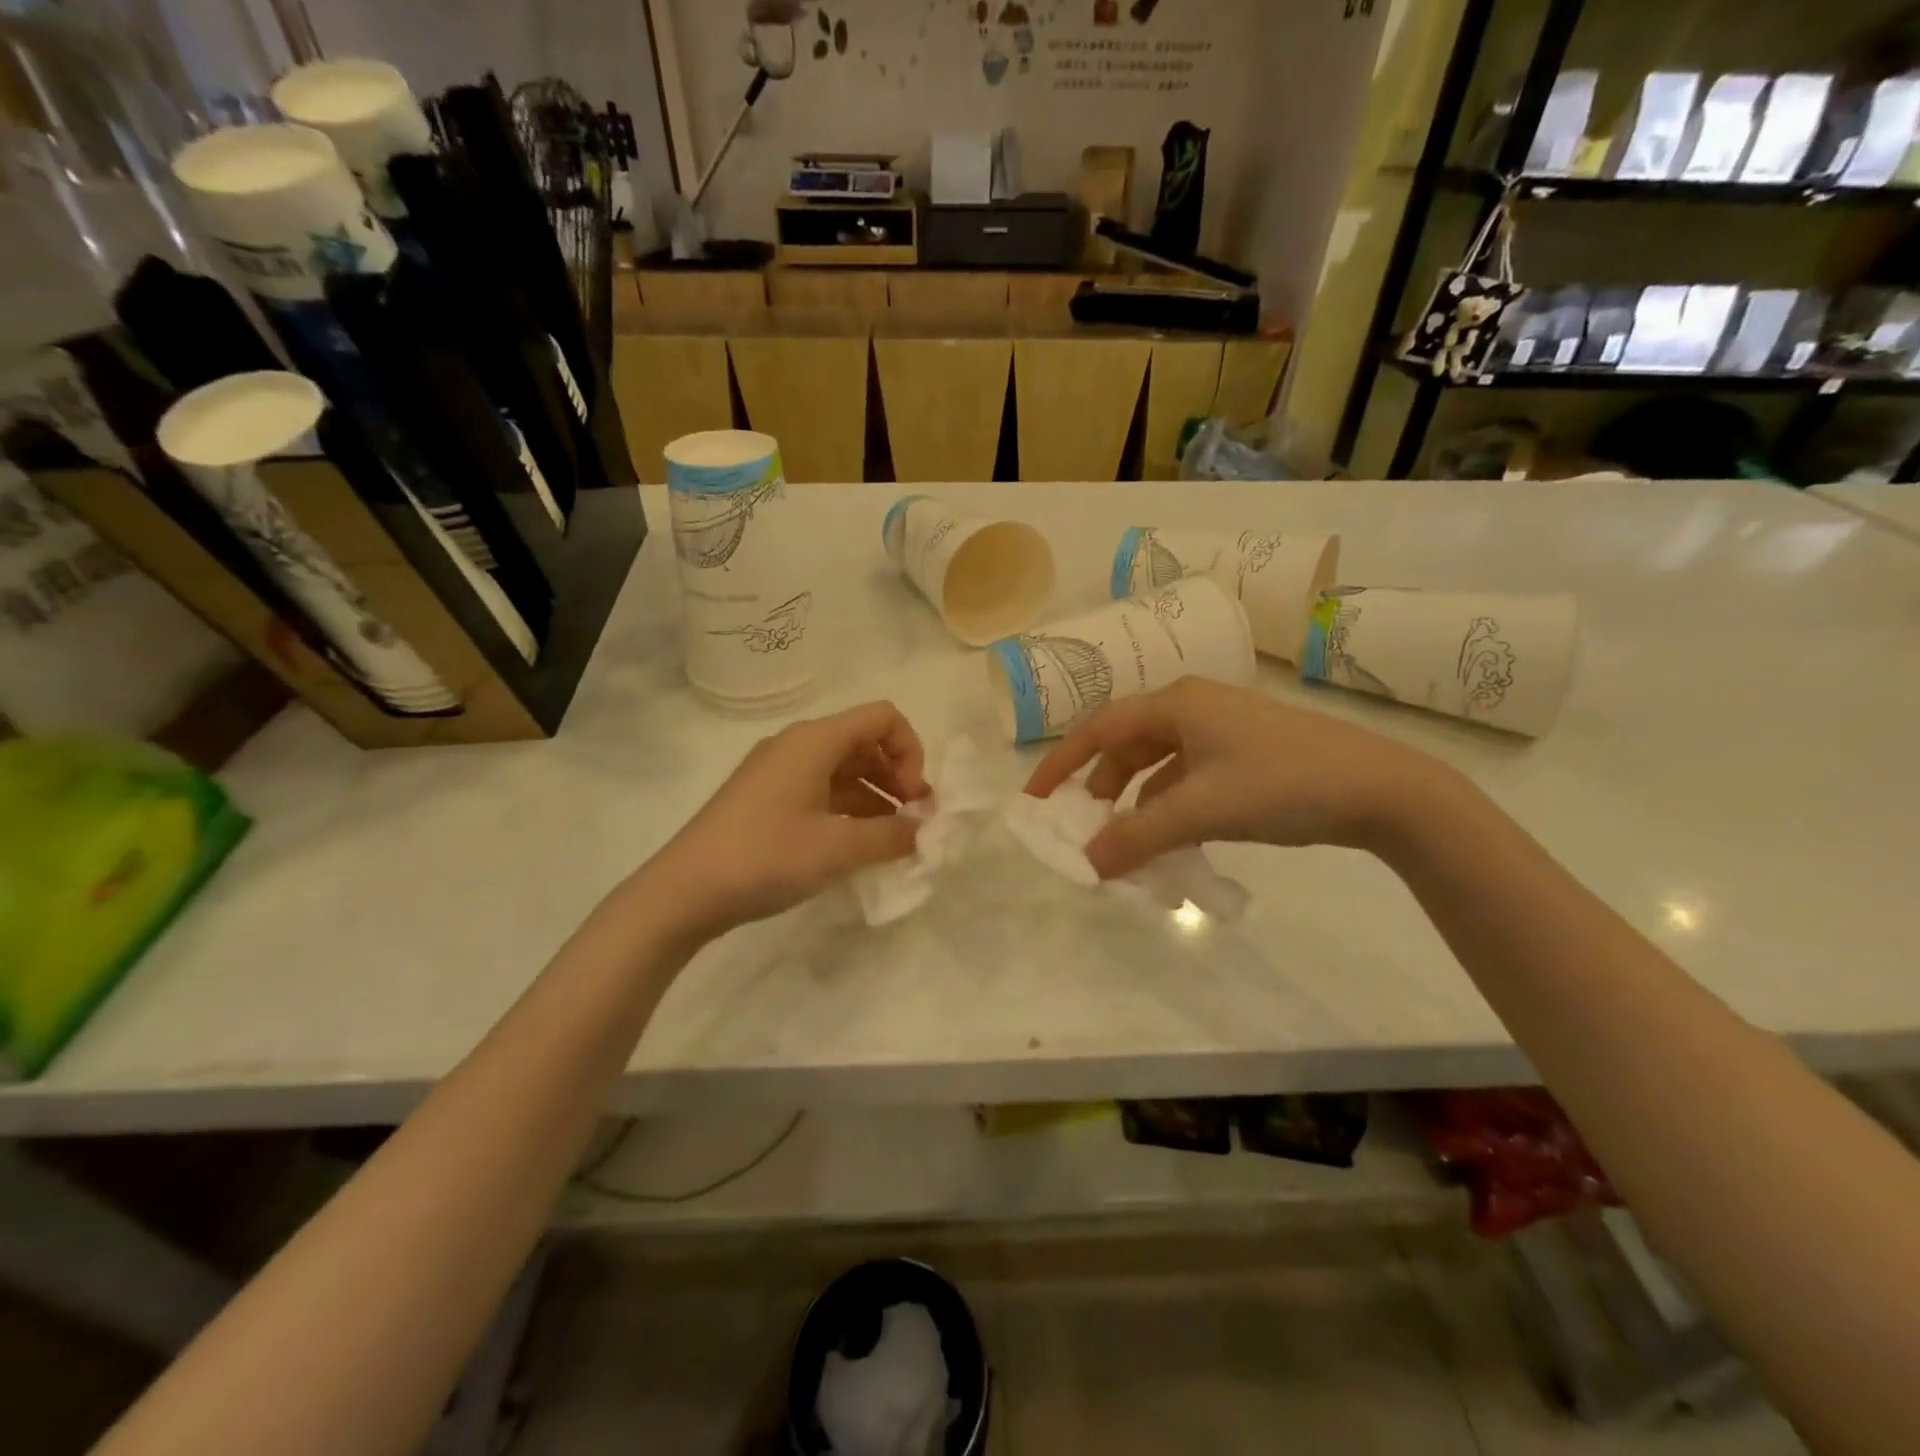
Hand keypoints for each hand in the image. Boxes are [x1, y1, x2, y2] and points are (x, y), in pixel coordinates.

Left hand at [645, 701, 929, 936]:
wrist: (684, 892)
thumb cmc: (766, 856)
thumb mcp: (839, 848)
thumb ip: (893, 835)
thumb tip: (923, 830)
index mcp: (815, 740)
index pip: (883, 717)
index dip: (911, 752)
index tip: (913, 799)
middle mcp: (797, 745)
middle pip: (865, 742)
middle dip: (897, 777)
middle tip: (912, 822)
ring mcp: (778, 772)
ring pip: (844, 769)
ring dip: (876, 797)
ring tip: (891, 840)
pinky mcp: (766, 798)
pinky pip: (821, 790)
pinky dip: (848, 810)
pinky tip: (857, 846)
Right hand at [1023, 678, 1445, 877]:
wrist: (1383, 789)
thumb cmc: (1283, 783)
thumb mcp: (1201, 811)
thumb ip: (1137, 837)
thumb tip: (1085, 864)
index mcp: (1176, 704)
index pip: (1098, 729)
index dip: (1060, 763)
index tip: (1034, 799)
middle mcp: (1193, 708)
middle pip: (1126, 745)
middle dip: (1098, 786)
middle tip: (1082, 826)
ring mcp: (1222, 730)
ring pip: (1158, 763)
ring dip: (1135, 800)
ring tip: (1124, 840)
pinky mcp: (1245, 754)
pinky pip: (1187, 777)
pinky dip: (1169, 805)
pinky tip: (1172, 838)